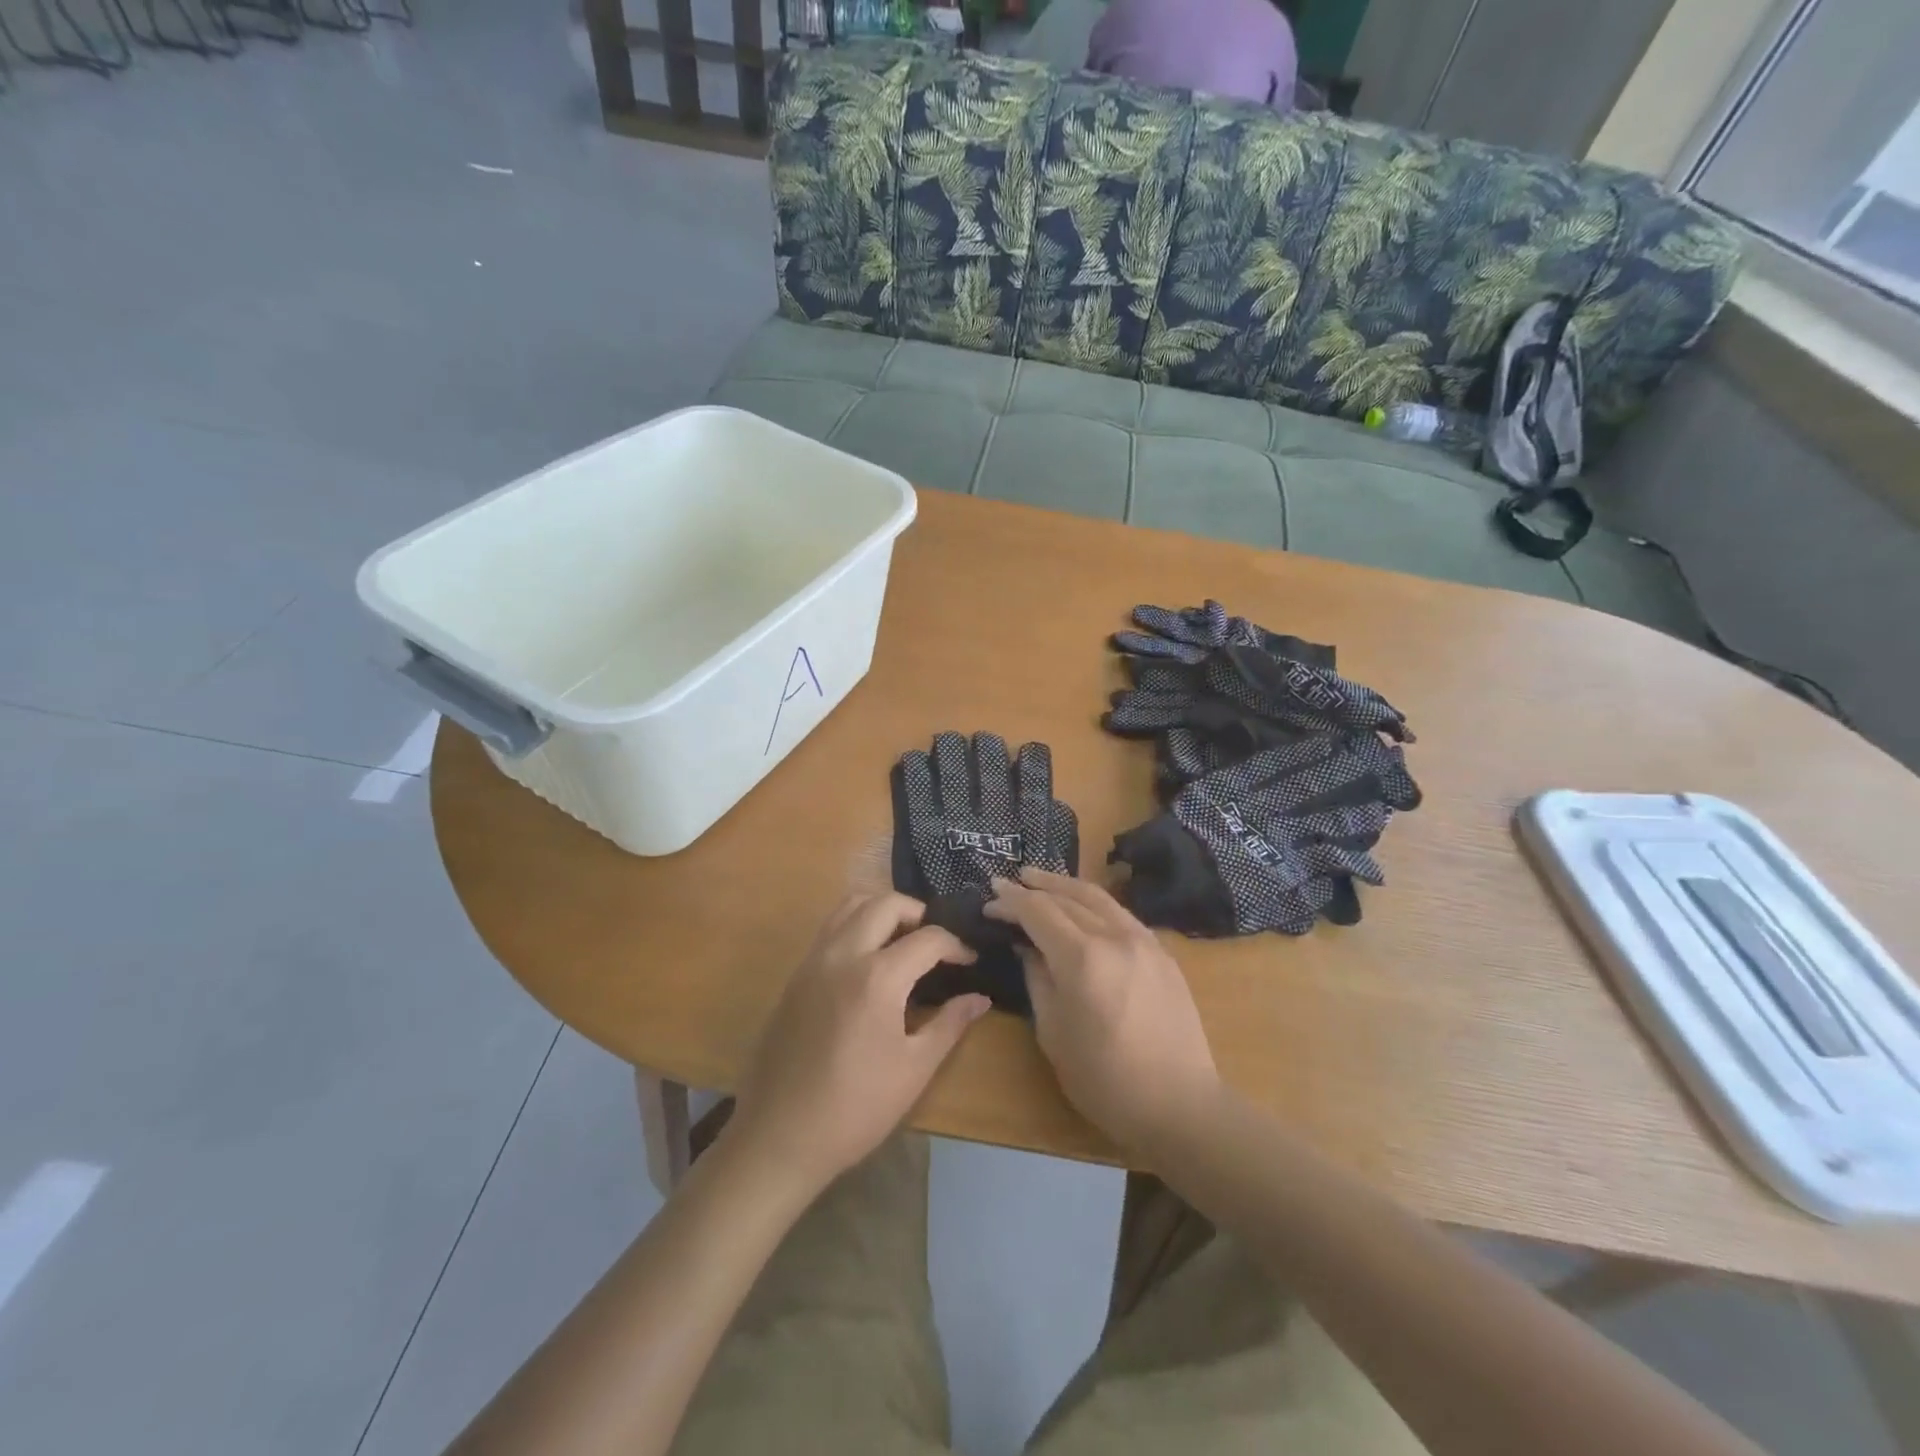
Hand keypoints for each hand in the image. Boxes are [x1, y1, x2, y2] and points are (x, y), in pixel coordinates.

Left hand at [729, 892, 989, 1194]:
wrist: (779, 1136)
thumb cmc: (855, 1108)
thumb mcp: (914, 1070)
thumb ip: (950, 1024)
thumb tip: (980, 998)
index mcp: (877, 978)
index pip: (927, 938)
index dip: (956, 946)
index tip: (969, 962)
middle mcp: (842, 954)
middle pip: (885, 903)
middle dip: (918, 913)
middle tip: (936, 943)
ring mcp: (813, 961)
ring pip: (850, 905)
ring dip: (881, 910)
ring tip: (902, 940)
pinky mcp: (795, 975)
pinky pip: (829, 928)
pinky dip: (855, 924)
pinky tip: (869, 961)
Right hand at [986, 868, 1221, 1158]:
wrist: (1180, 1104)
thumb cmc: (1105, 1080)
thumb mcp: (1053, 1034)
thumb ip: (1037, 980)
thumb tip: (1027, 947)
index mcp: (1082, 959)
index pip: (1038, 912)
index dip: (1010, 903)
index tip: (989, 901)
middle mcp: (1114, 937)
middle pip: (1066, 898)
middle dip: (1032, 889)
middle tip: (1006, 884)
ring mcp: (1143, 940)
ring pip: (1097, 897)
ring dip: (1063, 885)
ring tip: (1037, 879)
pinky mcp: (1162, 951)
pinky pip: (1120, 913)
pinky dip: (1093, 902)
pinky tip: (1081, 905)